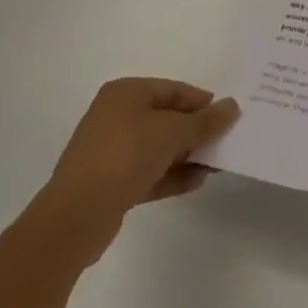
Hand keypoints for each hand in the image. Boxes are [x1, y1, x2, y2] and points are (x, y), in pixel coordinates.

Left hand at [31, 78, 238, 262]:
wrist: (75, 218)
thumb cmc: (125, 156)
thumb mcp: (173, 132)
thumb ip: (205, 121)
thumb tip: (232, 106)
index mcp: (126, 93)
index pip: (173, 90)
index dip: (202, 102)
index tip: (227, 117)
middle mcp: (115, 116)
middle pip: (166, 118)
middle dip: (195, 131)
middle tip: (224, 141)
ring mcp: (110, 152)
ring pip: (158, 147)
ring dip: (186, 155)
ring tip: (215, 165)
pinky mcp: (109, 184)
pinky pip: (148, 172)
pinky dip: (171, 175)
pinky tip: (196, 182)